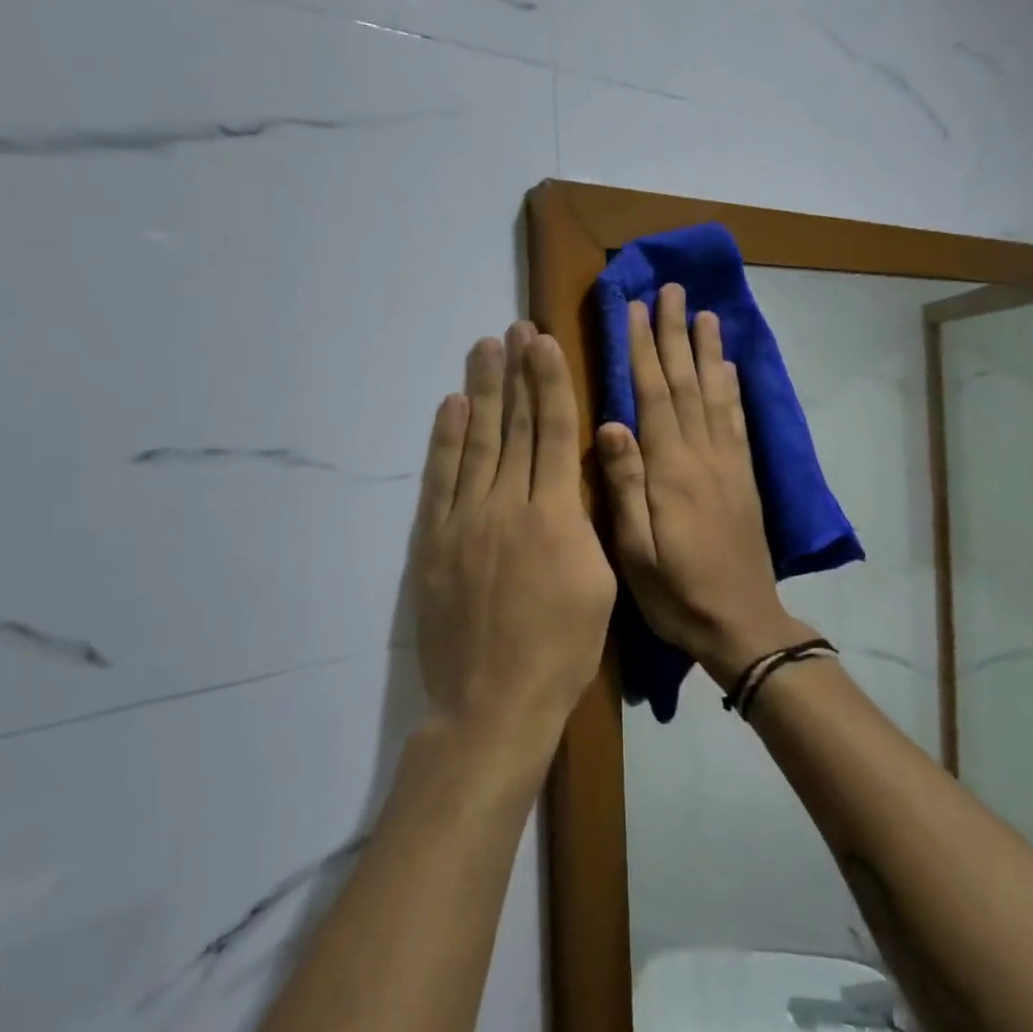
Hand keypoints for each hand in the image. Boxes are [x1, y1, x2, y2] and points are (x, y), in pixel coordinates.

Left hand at [409, 322, 616, 766]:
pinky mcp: (433, 540)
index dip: (550, 382)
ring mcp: (465, 520)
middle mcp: (508, 504)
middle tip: (514, 330)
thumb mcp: (599, 582)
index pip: (553, 432)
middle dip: (516, 373)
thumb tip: (573, 475)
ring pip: (476, 442)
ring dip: (481, 391)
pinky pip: (440, 478)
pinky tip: (452, 406)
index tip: (545, 343)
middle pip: (514, 426)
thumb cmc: (563, 648)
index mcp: (556, 515)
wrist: (494, 701)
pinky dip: (446, 439)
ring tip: (483, 348)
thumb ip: (585, 522)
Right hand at [595, 284, 811, 683]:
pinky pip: (738, 421)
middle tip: (671, 290)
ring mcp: (728, 464)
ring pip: (716, 393)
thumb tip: (611, 423)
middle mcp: (703, 455)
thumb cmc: (677, 593)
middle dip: (675, 334)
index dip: (642, 350)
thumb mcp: (635, 552)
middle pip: (687, 382)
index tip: (635, 309)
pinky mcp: (744, 477)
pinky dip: (733, 388)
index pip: (653, 396)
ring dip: (708, 350)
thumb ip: (625, 485)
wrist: (742, 624)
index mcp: (671, 470)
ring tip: (704, 313)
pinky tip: (729, 367)